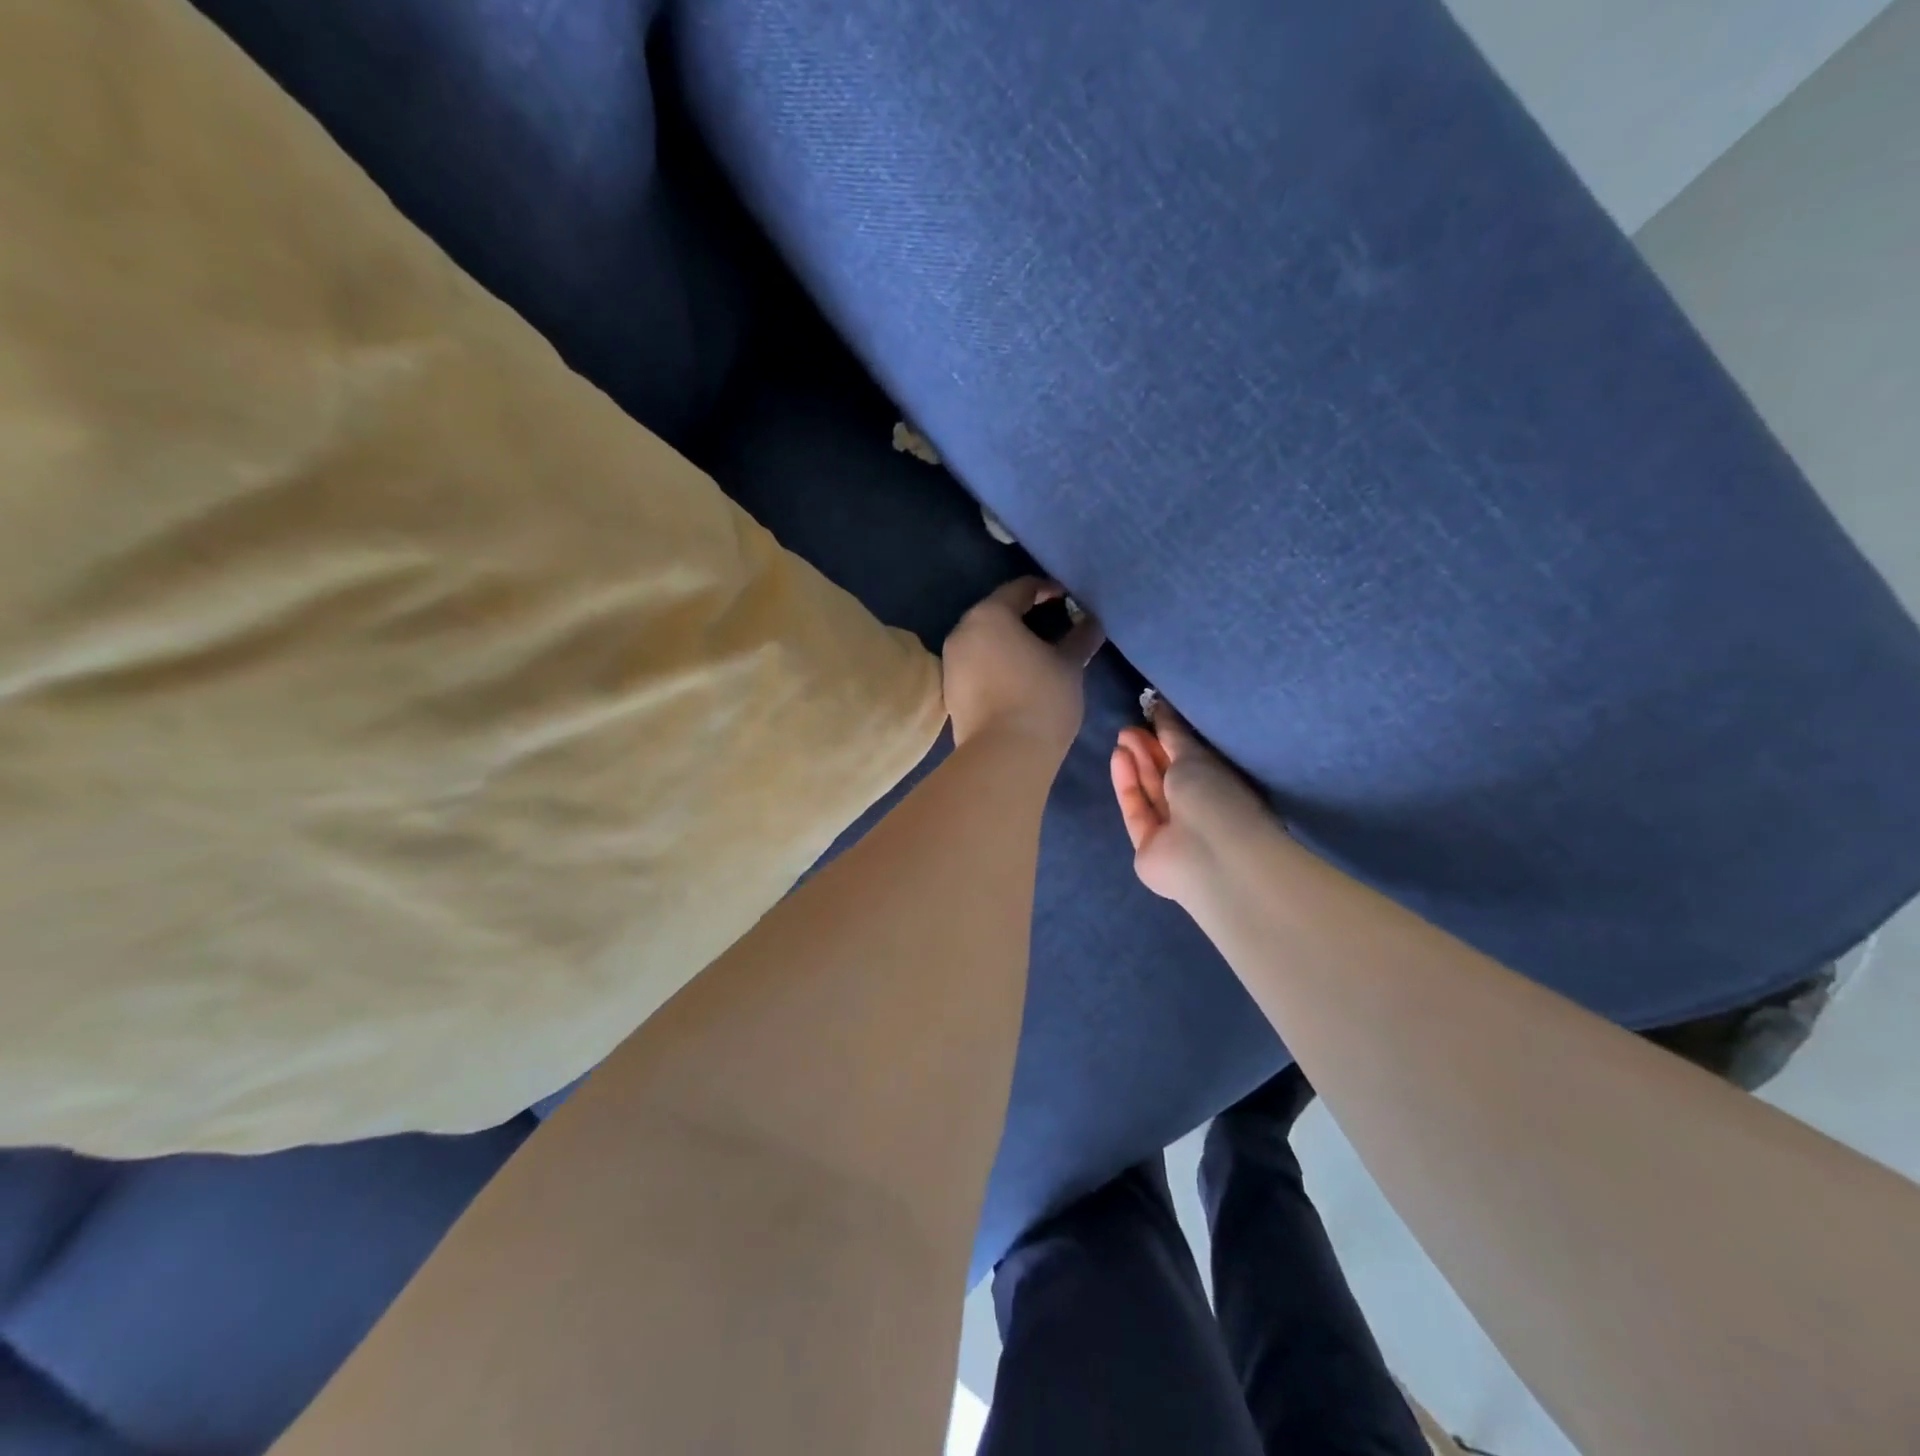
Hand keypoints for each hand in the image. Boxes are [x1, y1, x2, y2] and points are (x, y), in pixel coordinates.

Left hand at [943, 578, 1104, 756]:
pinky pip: (976, 664)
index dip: (1047, 589)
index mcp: (990, 615)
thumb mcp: (1069, 665)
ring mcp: (951, 662)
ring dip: (1009, 641)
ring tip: (1038, 653)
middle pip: (997, 613)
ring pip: (984, 640)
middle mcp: (963, 631)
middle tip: (1055, 624)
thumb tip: (1092, 623)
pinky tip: (1017, 677)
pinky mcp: (950, 691)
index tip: (1068, 598)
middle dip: (1025, 615)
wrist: (1003, 755)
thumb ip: (1080, 638)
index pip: (1020, 588)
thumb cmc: (1041, 698)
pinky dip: (996, 663)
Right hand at [1111, 700, 1269, 900]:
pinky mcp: (1147, 846)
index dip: (1169, 740)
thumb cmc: (1215, 797)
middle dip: (1148, 750)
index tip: (1150, 717)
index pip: (1191, 761)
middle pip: (1168, 777)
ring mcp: (1173, 832)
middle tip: (1129, 727)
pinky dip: (1127, 785)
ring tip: (1122, 737)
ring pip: (1150, 792)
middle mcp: (1198, 810)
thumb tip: (1160, 707)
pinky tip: (1118, 758)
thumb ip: (1174, 734)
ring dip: (1136, 764)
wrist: (1209, 856)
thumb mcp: (1195, 756)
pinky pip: (1136, 810)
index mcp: (1220, 788)